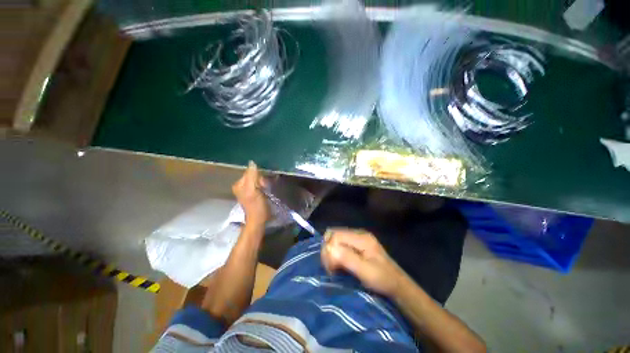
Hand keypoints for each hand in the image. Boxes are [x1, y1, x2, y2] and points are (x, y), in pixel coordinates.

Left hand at [232, 161, 269, 226]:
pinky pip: (260, 184)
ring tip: (266, 190)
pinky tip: (266, 190)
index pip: (250, 172)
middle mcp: (242, 185)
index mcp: (239, 184)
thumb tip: (252, 162)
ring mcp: (248, 190)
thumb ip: (252, 176)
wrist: (259, 220)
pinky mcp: (254, 193)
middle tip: (264, 188)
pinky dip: (264, 186)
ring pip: (258, 180)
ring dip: (264, 183)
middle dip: (261, 180)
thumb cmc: (256, 206)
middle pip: (254, 176)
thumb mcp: (253, 190)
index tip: (262, 184)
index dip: (258, 176)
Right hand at [321, 228, 407, 296]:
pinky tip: (339, 263)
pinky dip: (336, 252)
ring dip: (331, 251)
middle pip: (334, 234)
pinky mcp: (357, 243)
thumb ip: (347, 258)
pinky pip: (340, 243)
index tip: (330, 268)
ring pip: (336, 238)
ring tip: (333, 267)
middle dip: (328, 249)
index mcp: (362, 238)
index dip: (329, 249)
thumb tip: (329, 247)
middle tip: (330, 268)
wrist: (397, 284)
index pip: (336, 235)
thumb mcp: (366, 271)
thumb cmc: (382, 279)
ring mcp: (358, 237)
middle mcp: (358, 233)